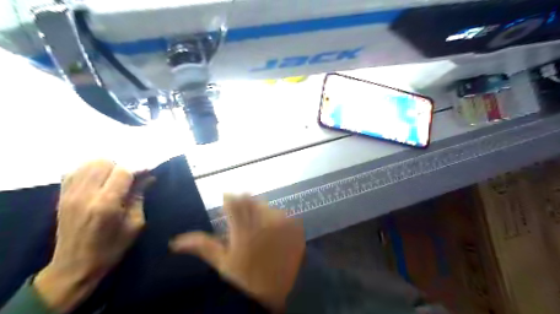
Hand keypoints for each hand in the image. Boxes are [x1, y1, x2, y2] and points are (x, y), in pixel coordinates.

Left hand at [34, 161, 152, 311]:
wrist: (74, 266)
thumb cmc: (111, 248)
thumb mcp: (135, 224)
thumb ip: (139, 197)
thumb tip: (149, 177)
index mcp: (106, 204)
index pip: (123, 171)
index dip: (138, 168)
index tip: (147, 173)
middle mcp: (85, 195)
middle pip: (104, 162)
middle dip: (121, 166)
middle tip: (130, 178)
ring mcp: (69, 194)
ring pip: (88, 163)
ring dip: (106, 166)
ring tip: (115, 178)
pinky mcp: (61, 196)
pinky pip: (74, 171)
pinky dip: (89, 170)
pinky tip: (98, 180)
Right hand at [172, 195, 304, 310]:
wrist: (284, 289)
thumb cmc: (249, 278)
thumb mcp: (224, 264)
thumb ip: (203, 247)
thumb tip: (176, 241)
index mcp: (242, 229)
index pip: (233, 202)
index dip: (229, 199)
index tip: (227, 199)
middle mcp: (261, 220)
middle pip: (249, 199)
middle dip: (244, 203)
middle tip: (243, 216)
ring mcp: (280, 221)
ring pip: (264, 205)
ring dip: (258, 210)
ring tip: (258, 226)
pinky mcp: (293, 224)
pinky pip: (280, 213)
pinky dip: (274, 217)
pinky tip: (273, 231)